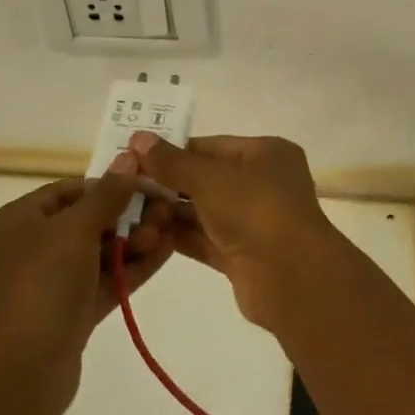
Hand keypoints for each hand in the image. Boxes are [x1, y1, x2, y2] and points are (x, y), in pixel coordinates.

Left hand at [0, 169, 173, 410]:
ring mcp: (52, 283)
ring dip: (134, 239)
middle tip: (163, 210)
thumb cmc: (42, 284)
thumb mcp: (76, 228)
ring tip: (168, 231)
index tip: (144, 183)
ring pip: (100, 251)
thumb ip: (107, 193)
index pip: (68, 191)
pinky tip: (167, 250)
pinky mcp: (73, 312)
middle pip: (87, 220)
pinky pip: (107, 279)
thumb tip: (128, 158)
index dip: (107, 184)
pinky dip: (133, 266)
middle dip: (127, 214)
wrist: (21, 371)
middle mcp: (32, 249)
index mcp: (18, 222)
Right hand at [121, 133, 335, 328]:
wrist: (291, 276)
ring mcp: (254, 220)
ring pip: (205, 211)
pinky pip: (206, 239)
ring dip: (170, 211)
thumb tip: (138, 138)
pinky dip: (180, 236)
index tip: (134, 157)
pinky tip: (145, 234)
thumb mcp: (209, 179)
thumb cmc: (255, 209)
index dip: (174, 151)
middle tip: (124, 185)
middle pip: (207, 178)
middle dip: (168, 183)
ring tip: (127, 209)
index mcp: (266, 153)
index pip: (212, 146)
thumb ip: (172, 162)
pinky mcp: (243, 254)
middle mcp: (263, 182)